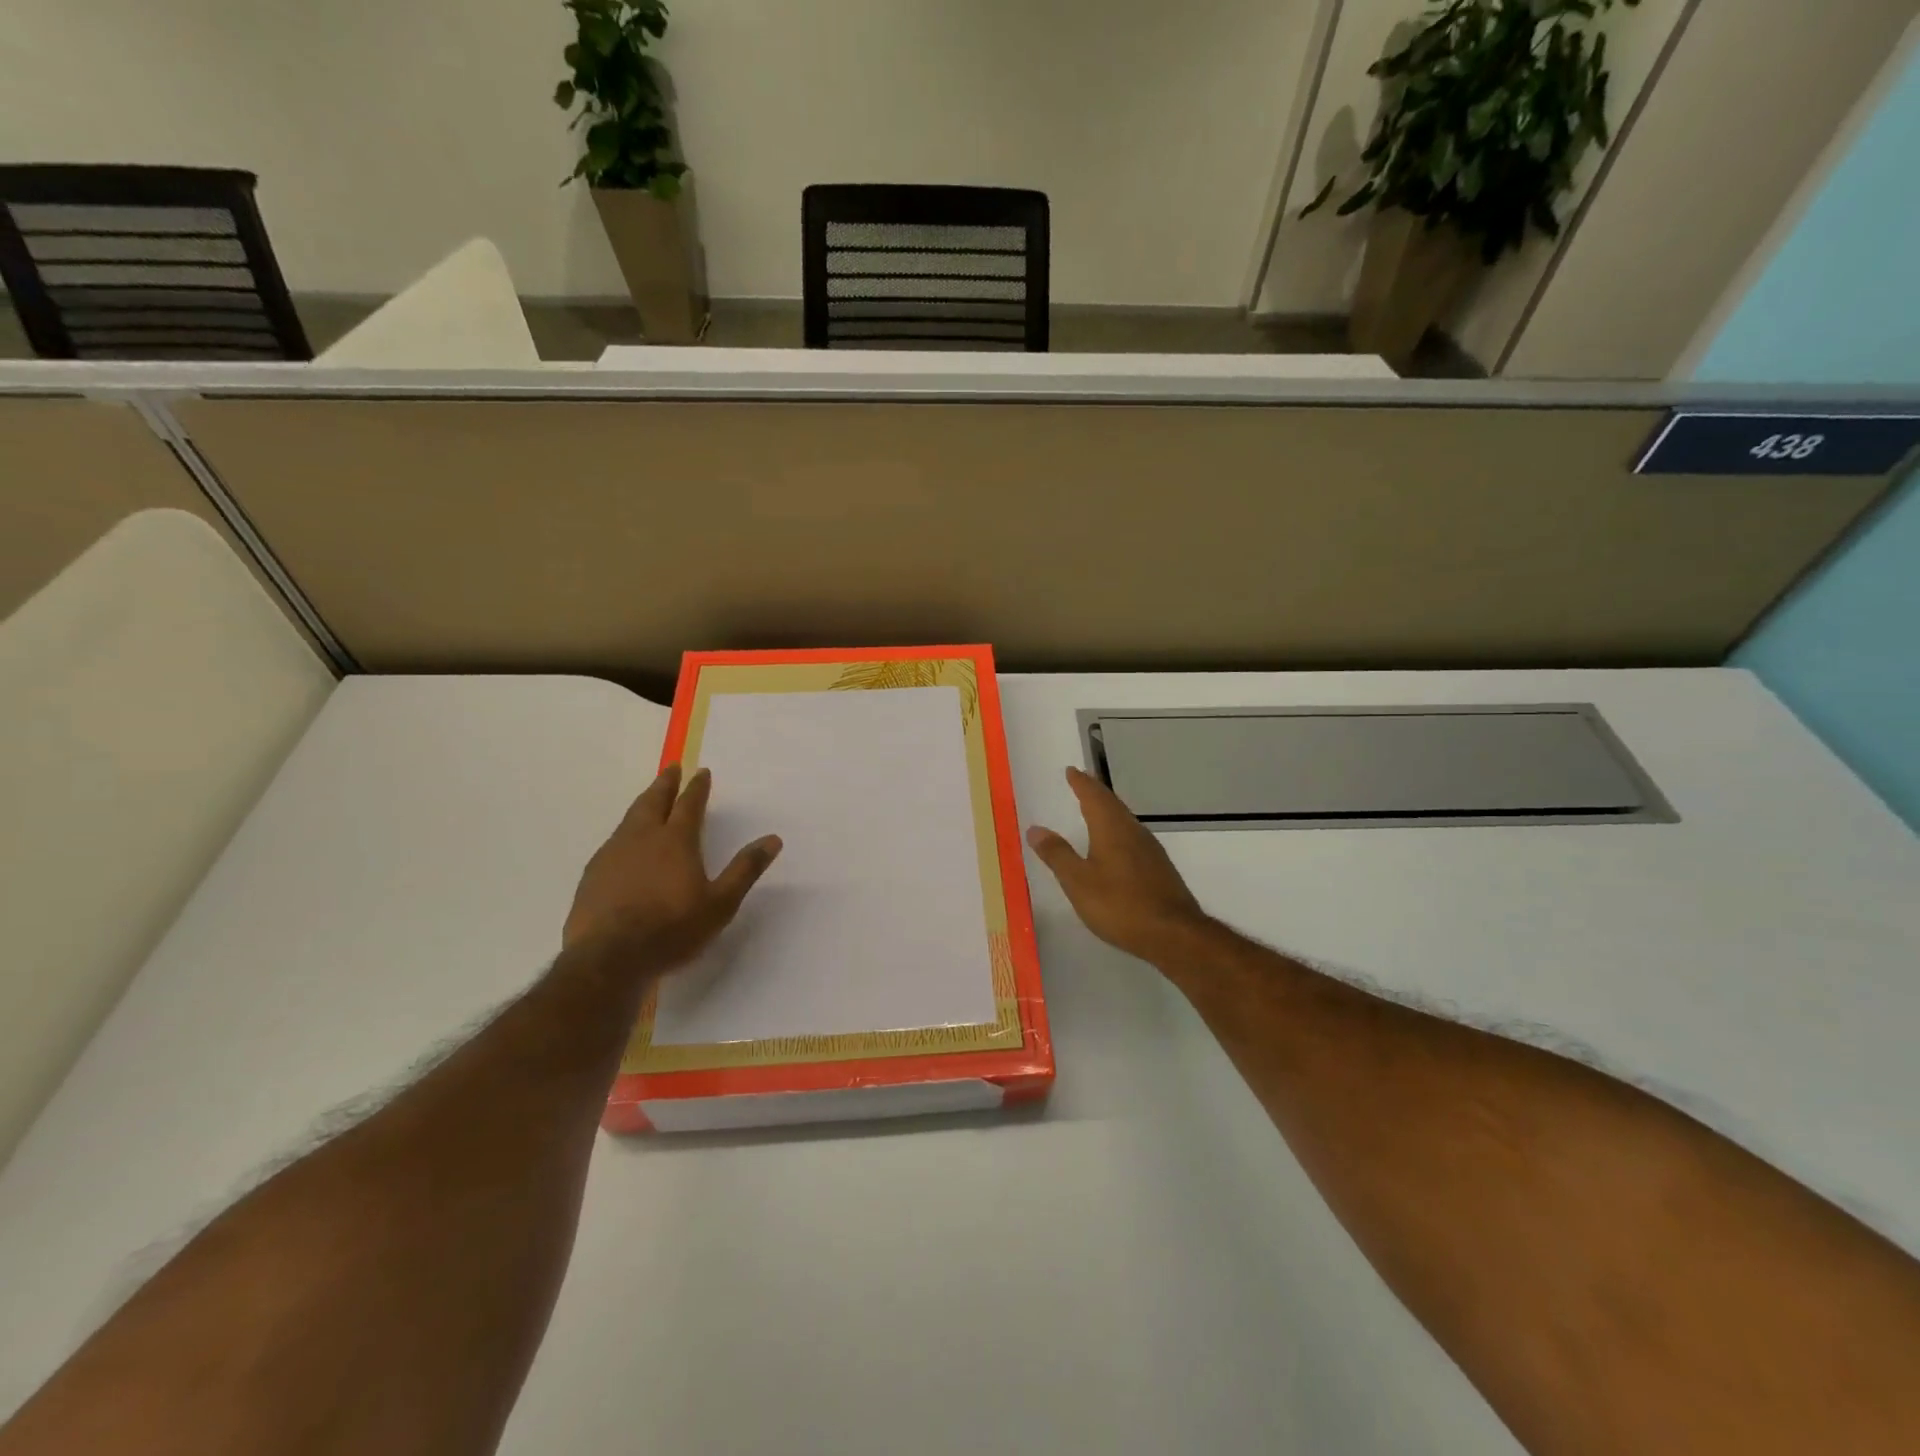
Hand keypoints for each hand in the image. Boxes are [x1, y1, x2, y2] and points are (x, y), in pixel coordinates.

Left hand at [564, 764, 781, 969]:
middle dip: (665, 783)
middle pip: (653, 801)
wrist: (609, 958)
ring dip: (643, 804)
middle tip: (672, 768)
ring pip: (630, 818)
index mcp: (676, 841)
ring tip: (649, 799)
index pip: (689, 805)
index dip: (697, 787)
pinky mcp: (592, 874)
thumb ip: (745, 869)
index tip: (702, 771)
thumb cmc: (672, 929)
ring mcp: (613, 854)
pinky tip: (624, 844)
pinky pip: (612, 842)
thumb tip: (773, 839)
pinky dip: (624, 832)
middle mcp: (642, 838)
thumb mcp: (721, 903)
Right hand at [1026, 766, 1210, 964]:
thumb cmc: (1120, 905)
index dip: (1081, 783)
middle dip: (1095, 793)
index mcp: (1112, 829)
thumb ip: (1057, 854)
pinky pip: (1133, 837)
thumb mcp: (1078, 882)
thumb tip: (1036, 829)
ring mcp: (1150, 850)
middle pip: (1112, 804)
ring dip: (1108, 811)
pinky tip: (1115, 846)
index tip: (1071, 771)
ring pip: (1125, 820)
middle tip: (1080, 783)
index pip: (1094, 796)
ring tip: (1094, 810)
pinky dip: (1118, 831)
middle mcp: (1133, 832)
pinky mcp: (1159, 868)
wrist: (1173, 934)